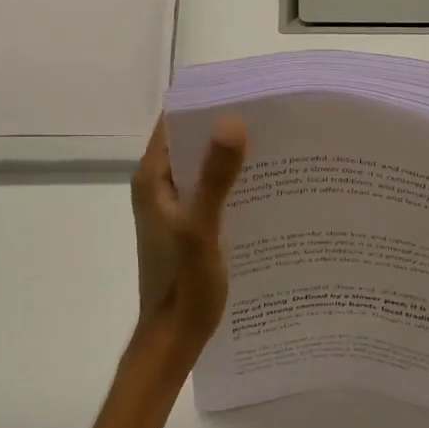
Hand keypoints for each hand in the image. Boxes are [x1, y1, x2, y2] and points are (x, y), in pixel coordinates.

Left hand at [128, 115, 247, 375]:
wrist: (174, 337)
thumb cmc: (184, 284)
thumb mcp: (202, 228)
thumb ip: (215, 178)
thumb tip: (232, 122)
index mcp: (152, 178)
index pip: (174, 122)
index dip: (205, 102)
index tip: (245, 90)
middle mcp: (158, 185)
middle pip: (191, 141)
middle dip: (225, 127)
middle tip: (272, 115)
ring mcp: (173, 205)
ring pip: (203, 167)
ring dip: (231, 156)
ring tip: (276, 143)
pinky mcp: (188, 224)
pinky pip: (210, 190)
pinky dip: (232, 182)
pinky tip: (265, 184)